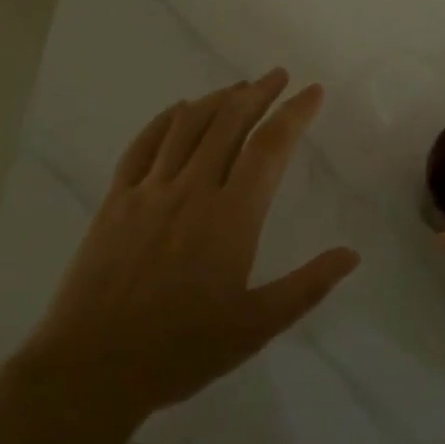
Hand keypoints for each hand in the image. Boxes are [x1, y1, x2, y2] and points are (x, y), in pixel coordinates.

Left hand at [28, 70, 358, 420]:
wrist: (93, 366)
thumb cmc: (182, 349)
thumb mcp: (256, 327)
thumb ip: (307, 286)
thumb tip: (351, 254)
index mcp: (232, 216)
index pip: (270, 147)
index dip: (295, 113)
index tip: (313, 91)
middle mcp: (193, 189)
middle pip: (230, 122)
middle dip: (259, 93)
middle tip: (278, 76)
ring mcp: (150, 190)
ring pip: (188, 125)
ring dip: (218, 99)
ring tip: (240, 86)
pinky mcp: (117, 200)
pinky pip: (144, 145)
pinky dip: (166, 119)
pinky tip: (180, 110)